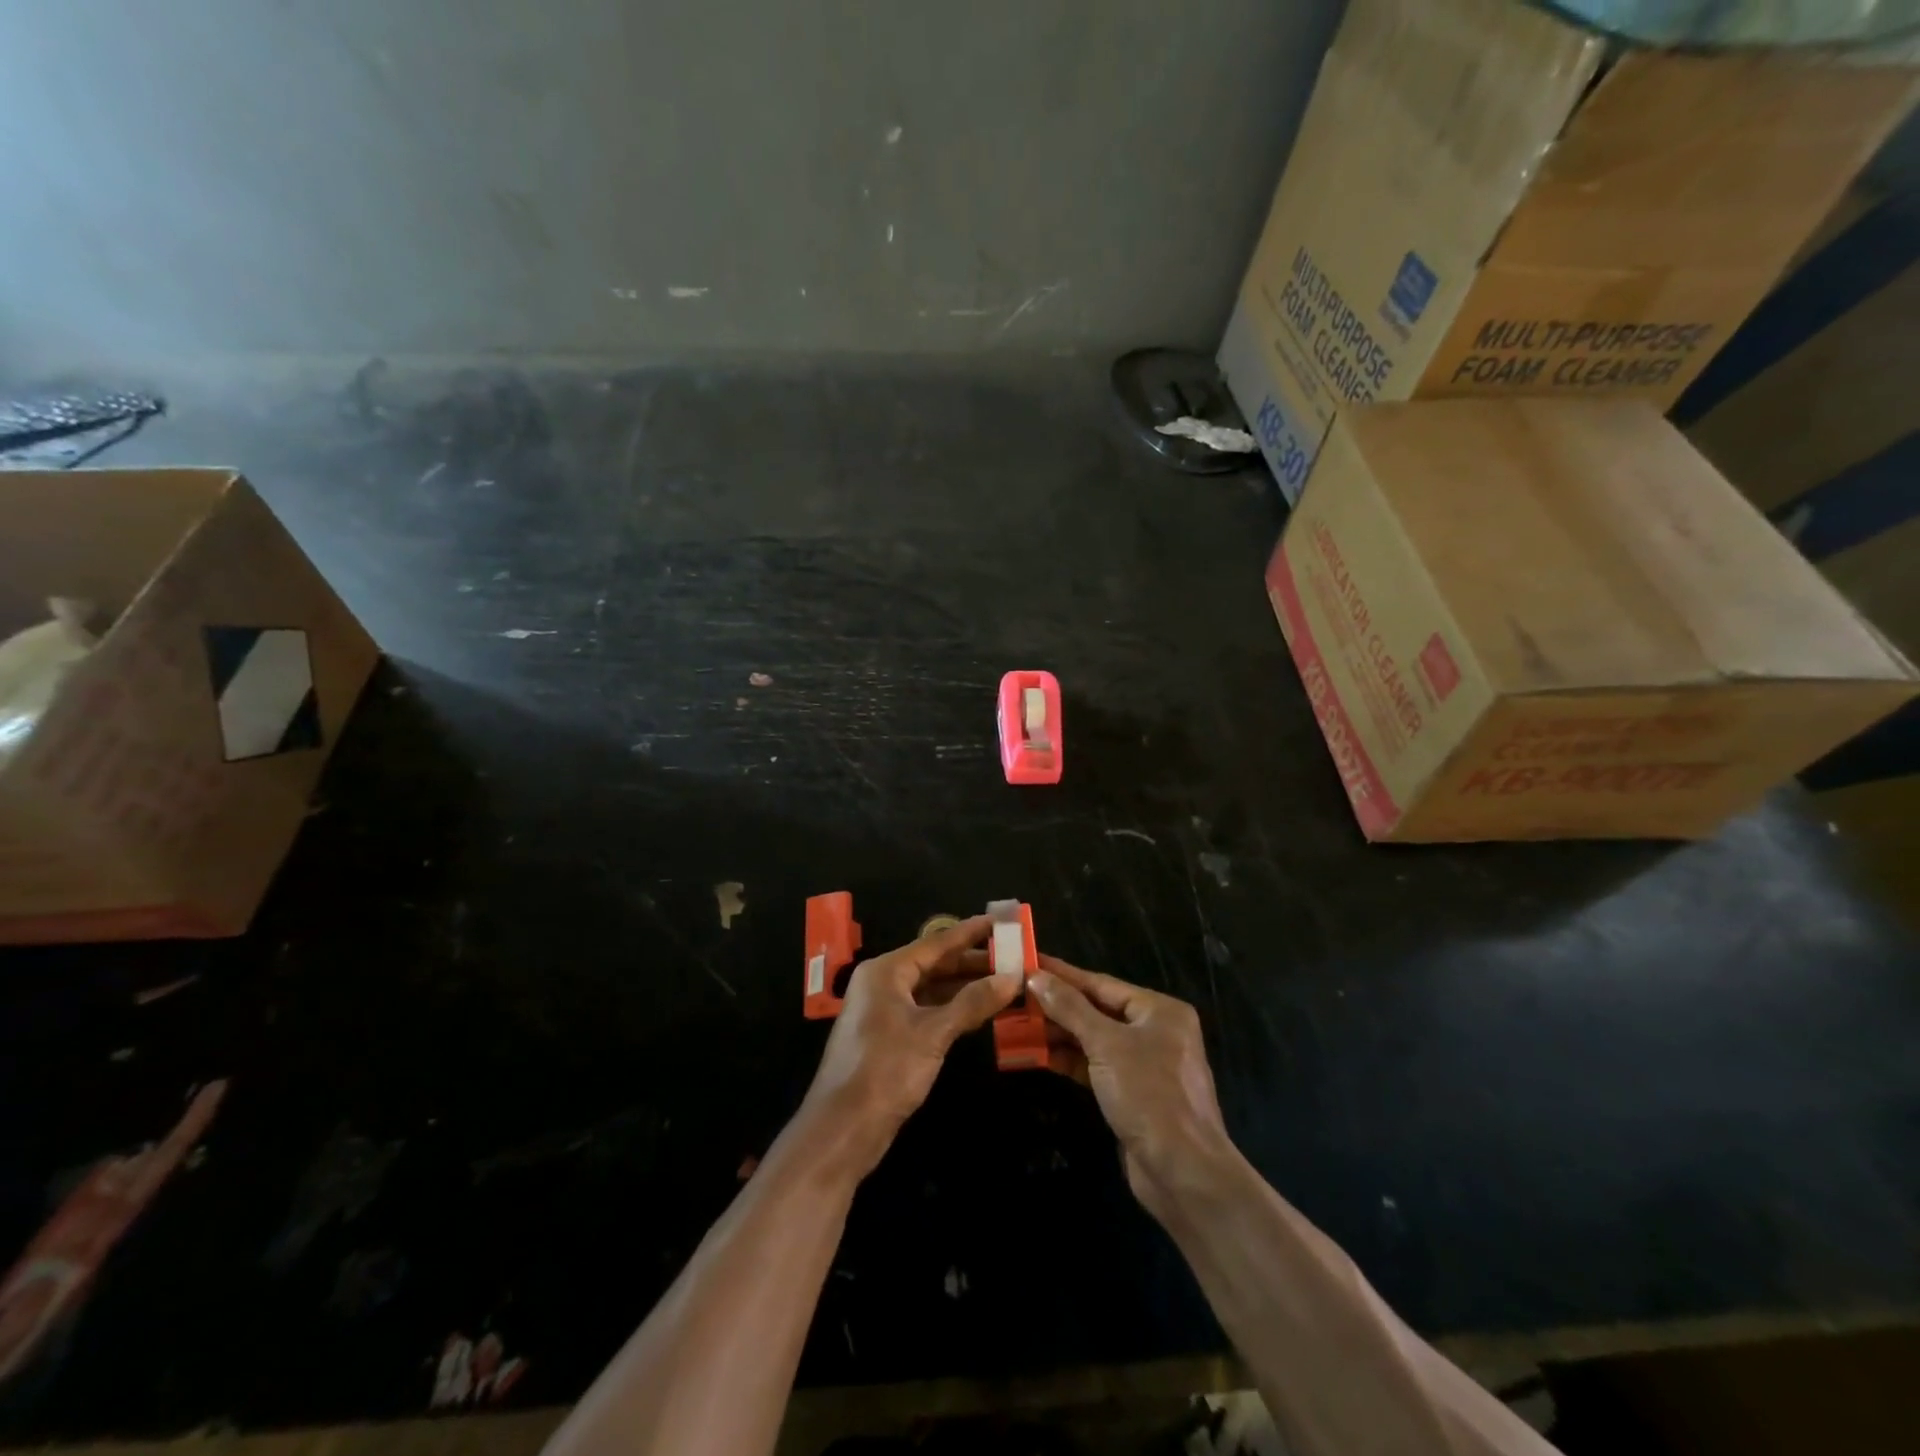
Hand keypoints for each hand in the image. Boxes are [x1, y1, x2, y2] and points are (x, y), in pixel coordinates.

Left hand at [799, 915, 1021, 1175]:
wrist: (843, 1129)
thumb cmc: (886, 1070)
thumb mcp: (933, 1033)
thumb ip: (973, 1002)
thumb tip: (1012, 977)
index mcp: (886, 971)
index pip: (936, 943)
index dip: (971, 933)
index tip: (1001, 922)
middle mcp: (883, 983)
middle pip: (935, 964)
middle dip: (973, 962)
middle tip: (1013, 957)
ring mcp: (884, 1011)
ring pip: (932, 989)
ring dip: (965, 987)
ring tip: (1005, 982)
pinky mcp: (889, 1037)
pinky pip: (927, 1010)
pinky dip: (953, 1009)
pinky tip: (980, 1011)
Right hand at [1029, 957, 1241, 1219]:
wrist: (1182, 1173)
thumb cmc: (1149, 1095)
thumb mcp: (1106, 1044)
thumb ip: (1070, 1008)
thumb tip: (1036, 977)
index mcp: (1159, 1010)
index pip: (1101, 983)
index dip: (1063, 974)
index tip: (1029, 962)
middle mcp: (1154, 1031)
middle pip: (1096, 1010)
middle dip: (1056, 1006)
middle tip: (1015, 996)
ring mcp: (1144, 1064)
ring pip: (1093, 1039)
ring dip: (1058, 1034)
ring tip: (1018, 1023)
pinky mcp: (1132, 1094)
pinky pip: (1095, 1065)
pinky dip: (1069, 1059)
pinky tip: (1038, 1054)